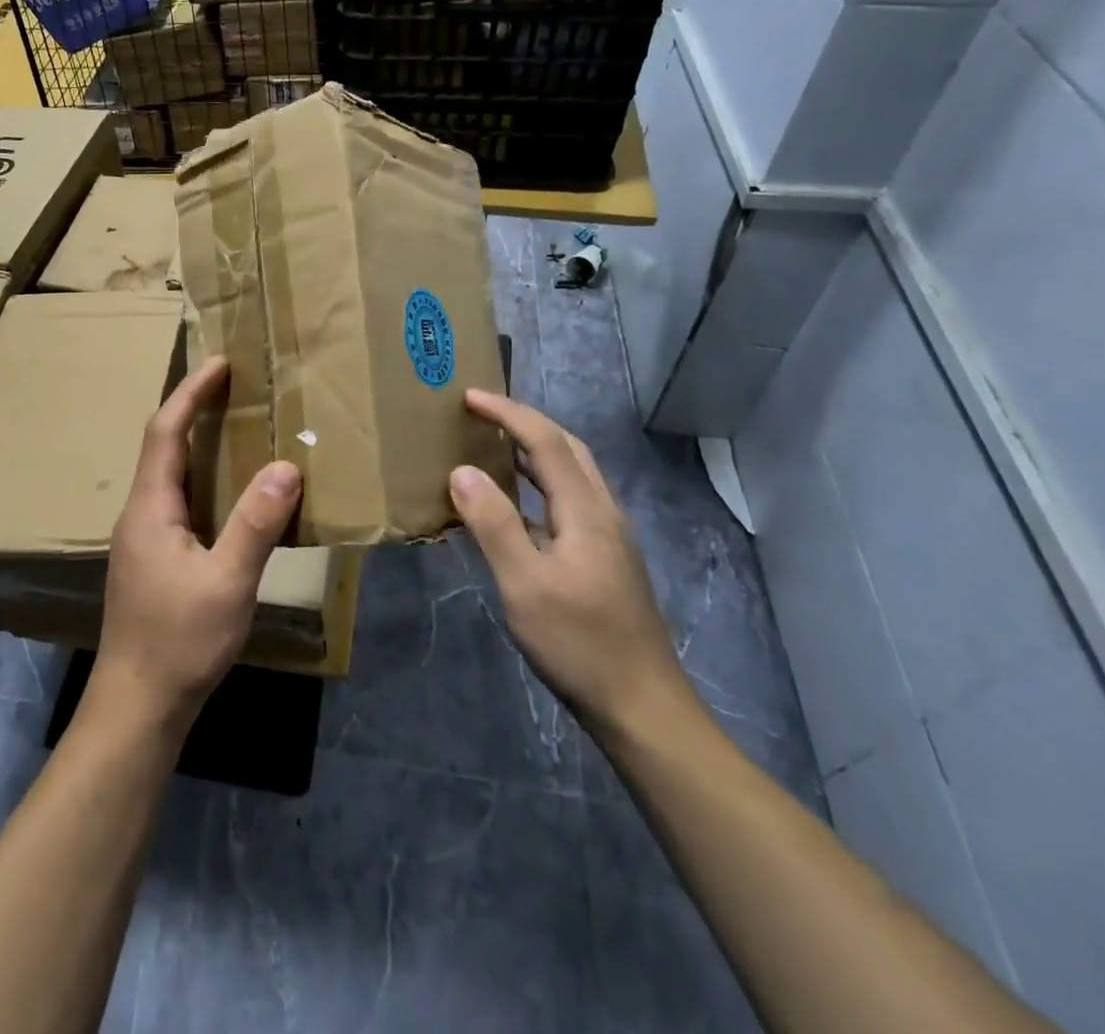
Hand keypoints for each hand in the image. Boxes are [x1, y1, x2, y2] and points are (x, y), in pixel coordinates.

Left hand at [94, 356, 299, 730]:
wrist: (138, 705)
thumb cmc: (179, 642)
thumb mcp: (227, 583)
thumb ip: (255, 524)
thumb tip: (286, 466)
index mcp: (150, 508)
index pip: (165, 432)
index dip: (190, 393)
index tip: (220, 364)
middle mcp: (140, 514)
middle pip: (164, 446)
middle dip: (195, 410)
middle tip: (237, 388)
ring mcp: (144, 538)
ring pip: (171, 475)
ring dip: (200, 444)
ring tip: (240, 428)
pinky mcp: (154, 559)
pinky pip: (179, 500)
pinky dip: (204, 478)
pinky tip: (232, 492)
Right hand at [448, 390, 694, 737]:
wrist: (643, 707)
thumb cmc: (579, 643)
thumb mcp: (524, 585)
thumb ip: (493, 524)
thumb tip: (461, 471)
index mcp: (586, 510)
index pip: (546, 441)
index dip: (508, 413)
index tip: (469, 397)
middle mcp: (603, 513)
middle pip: (568, 448)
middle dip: (526, 422)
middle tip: (483, 414)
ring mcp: (609, 538)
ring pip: (573, 474)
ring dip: (536, 450)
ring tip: (495, 446)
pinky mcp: (606, 560)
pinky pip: (570, 500)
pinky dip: (541, 484)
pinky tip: (518, 506)